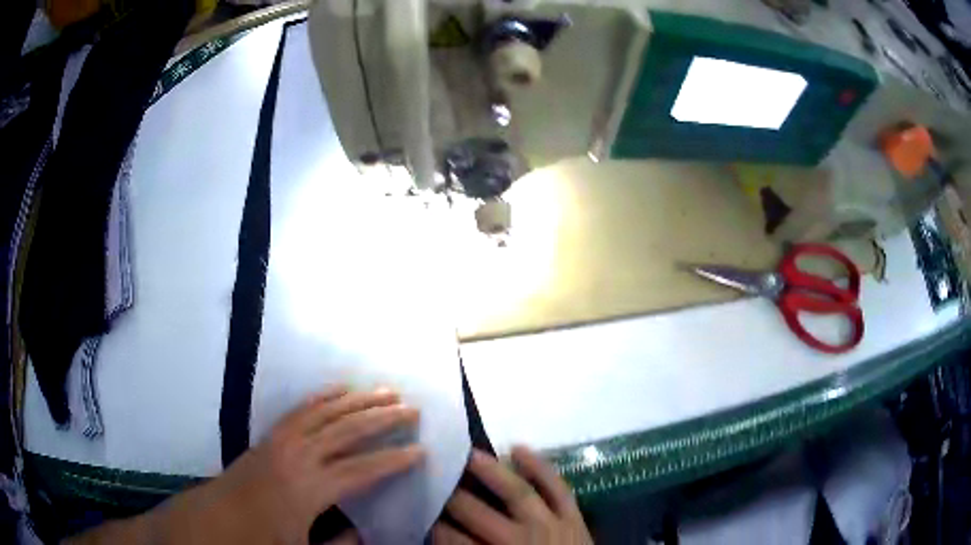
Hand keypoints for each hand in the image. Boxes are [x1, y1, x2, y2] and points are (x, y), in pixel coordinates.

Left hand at [77, 386, 424, 544]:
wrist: (207, 525)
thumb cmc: (255, 544)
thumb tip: (369, 530)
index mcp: (307, 489)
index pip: (362, 468)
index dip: (395, 459)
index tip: (423, 451)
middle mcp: (295, 457)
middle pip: (345, 429)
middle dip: (381, 418)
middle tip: (412, 408)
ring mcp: (278, 443)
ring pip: (324, 412)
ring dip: (356, 401)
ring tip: (384, 392)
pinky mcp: (267, 439)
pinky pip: (299, 410)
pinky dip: (322, 397)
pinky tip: (337, 391)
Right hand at [433, 447, 592, 544]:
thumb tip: (445, 536)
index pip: (455, 541)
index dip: (437, 526)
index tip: (424, 515)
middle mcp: (521, 539)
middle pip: (479, 514)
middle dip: (454, 498)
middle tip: (435, 479)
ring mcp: (551, 524)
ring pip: (518, 492)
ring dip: (491, 471)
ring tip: (468, 454)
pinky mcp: (574, 516)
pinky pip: (557, 487)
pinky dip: (539, 466)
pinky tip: (519, 448)